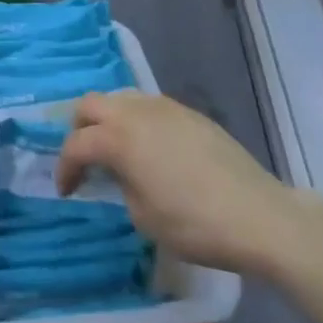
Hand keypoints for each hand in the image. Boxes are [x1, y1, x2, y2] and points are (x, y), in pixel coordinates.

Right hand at [56, 91, 294, 274]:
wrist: (257, 214)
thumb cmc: (194, 224)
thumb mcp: (143, 217)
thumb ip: (120, 185)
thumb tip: (119, 173)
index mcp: (118, 137)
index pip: (76, 144)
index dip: (65, 168)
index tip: (66, 190)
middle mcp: (135, 111)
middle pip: (90, 104)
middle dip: (79, 130)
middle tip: (85, 160)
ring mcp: (164, 106)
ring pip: (120, 98)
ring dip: (108, 119)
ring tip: (115, 150)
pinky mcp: (188, 112)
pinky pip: (148, 106)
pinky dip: (136, 121)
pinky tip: (149, 148)